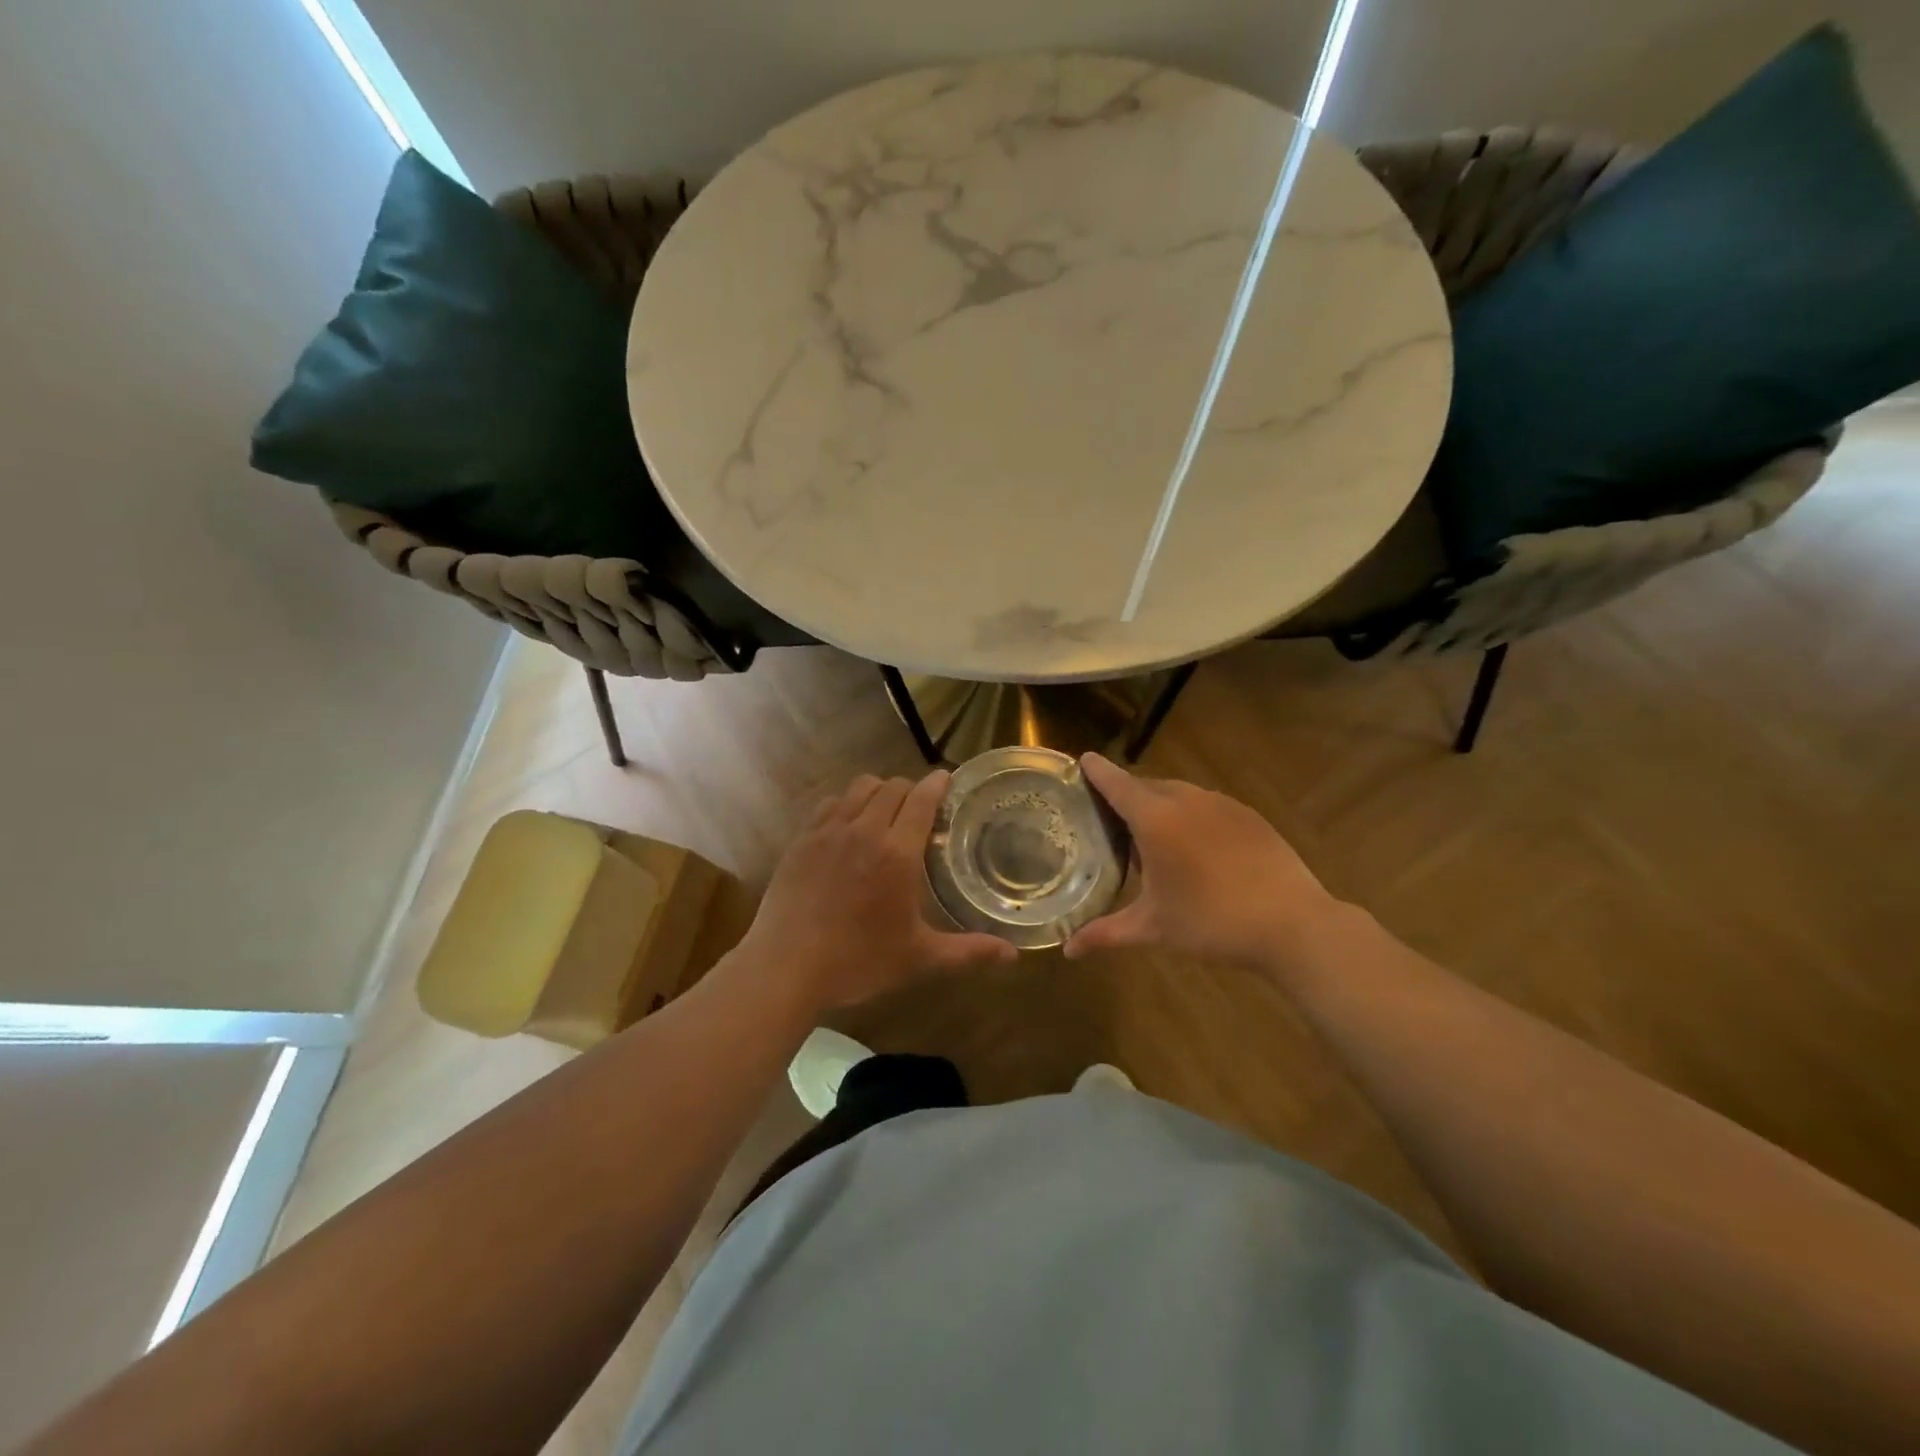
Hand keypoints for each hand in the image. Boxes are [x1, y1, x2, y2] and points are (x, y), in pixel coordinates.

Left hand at [738, 771, 1016, 1010]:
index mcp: (897, 853)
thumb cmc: (858, 962)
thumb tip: (1013, 956)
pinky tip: (848, 824)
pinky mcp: (801, 839)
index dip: (938, 784)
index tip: (947, 781)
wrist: (786, 968)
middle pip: (892, 786)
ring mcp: (828, 831)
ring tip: (885, 812)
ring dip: (878, 791)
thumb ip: (968, 951)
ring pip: (859, 787)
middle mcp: (864, 830)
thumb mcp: (919, 958)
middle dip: (911, 789)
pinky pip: (829, 803)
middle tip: (920, 809)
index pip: (922, 798)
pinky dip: (846, 803)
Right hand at [1063, 753, 1340, 971]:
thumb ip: (1106, 933)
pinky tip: (1195, 847)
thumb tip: (1067, 949)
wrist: (1293, 924)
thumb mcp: (1154, 928)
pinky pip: (1206, 804)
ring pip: (1178, 794)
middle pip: (1146, 786)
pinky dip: (1190, 815)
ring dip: (1159, 806)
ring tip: (1152, 837)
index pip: (1116, 783)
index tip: (1082, 760)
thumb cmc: (1212, 922)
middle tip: (1109, 818)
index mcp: (1156, 819)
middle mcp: (1186, 800)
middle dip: (1126, 795)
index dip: (1096, 771)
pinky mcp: (1248, 815)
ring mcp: (1221, 804)